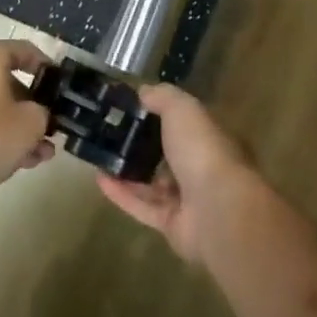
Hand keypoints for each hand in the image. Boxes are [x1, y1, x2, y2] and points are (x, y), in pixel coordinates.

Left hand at [0, 38, 54, 202]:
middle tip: (50, 127)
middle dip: (32, 107)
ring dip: (17, 126)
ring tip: (39, 153)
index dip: (48, 69)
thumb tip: (39, 115)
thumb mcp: (32, 123)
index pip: (26, 51)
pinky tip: (19, 160)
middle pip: (8, 81)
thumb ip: (44, 112)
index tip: (61, 87)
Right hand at [94, 85, 254, 263]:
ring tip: (100, 156)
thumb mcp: (182, 109)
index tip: (132, 107)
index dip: (162, 114)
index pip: (186, 124)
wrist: (216, 210)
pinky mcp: (172, 225)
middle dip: (143, 145)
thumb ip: (163, 97)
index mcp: (210, 138)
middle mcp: (202, 168)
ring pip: (154, 184)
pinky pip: (142, 206)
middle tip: (111, 133)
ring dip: (128, 171)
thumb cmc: (202, 151)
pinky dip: (121, 194)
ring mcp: (188, 200)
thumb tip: (144, 91)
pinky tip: (99, 179)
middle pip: (169, 155)